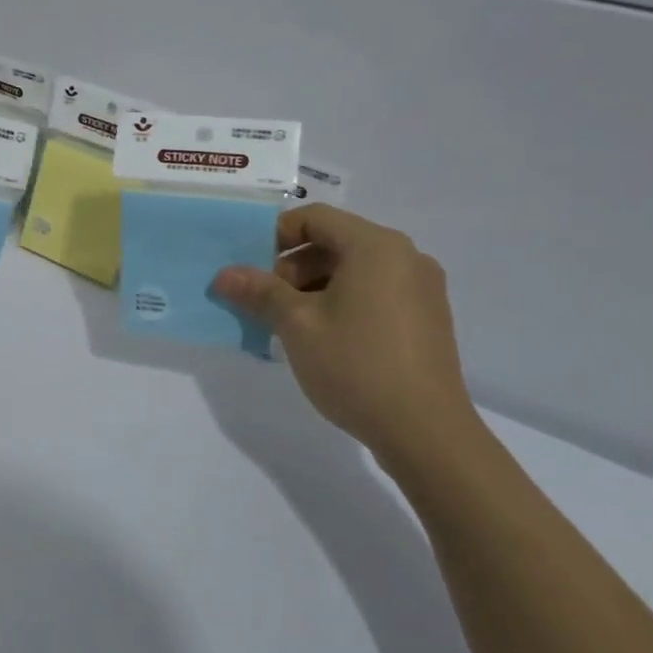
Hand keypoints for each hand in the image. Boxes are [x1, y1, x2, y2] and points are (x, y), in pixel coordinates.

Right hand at [213, 204, 479, 464]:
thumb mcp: (297, 325)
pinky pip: (376, 293)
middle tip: (266, 303)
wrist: (427, 434)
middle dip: (294, 267)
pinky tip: (325, 339)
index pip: (315, 218)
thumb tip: (224, 275)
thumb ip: (260, 292)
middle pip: (335, 242)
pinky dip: (344, 303)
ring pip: (355, 270)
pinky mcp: (428, 319)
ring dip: (316, 288)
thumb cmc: (357, 366)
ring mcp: (422, 289)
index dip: (276, 235)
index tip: (251, 266)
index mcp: (376, 246)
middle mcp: (405, 256)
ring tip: (290, 326)